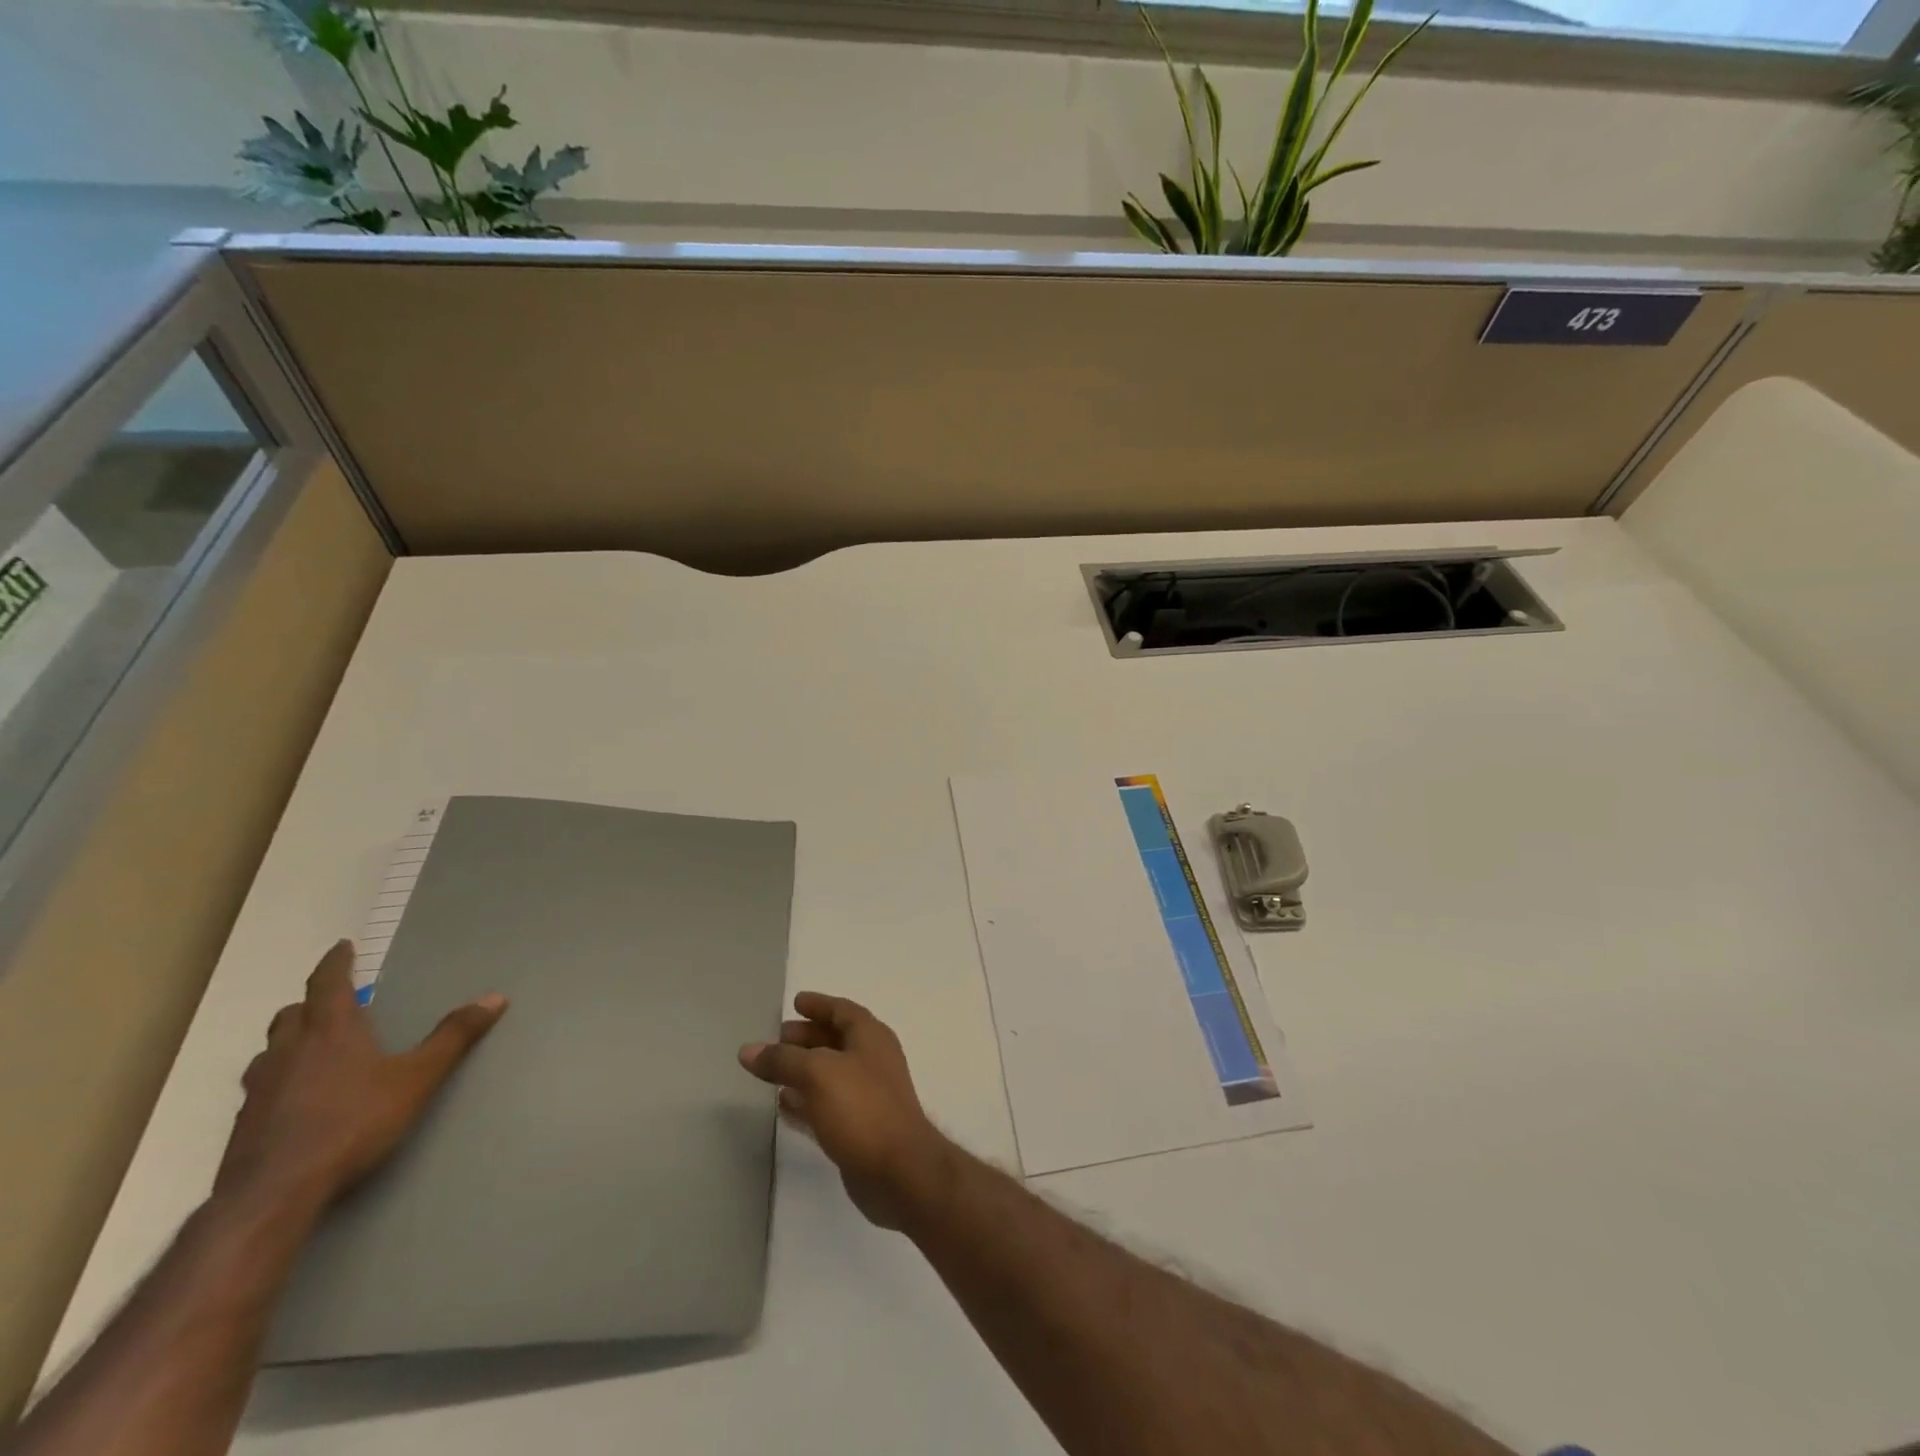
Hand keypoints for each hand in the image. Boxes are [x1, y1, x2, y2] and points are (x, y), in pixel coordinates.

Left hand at [214, 940, 506, 1215]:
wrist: (273, 1195)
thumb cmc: (352, 1123)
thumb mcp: (417, 1078)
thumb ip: (453, 1038)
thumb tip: (495, 998)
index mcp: (330, 1031)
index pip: (328, 983)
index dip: (335, 962)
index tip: (341, 947)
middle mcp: (289, 1050)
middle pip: (292, 1014)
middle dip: (312, 1002)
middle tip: (334, 1001)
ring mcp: (260, 1088)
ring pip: (271, 1049)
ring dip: (291, 1040)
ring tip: (312, 1048)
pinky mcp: (245, 1123)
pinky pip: (262, 1085)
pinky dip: (280, 1077)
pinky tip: (297, 1098)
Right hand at [739, 992, 954, 1229]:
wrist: (899, 1171)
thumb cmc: (862, 1108)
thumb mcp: (818, 1073)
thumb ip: (783, 1060)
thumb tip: (748, 1050)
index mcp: (870, 1037)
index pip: (842, 1010)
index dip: (819, 1004)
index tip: (795, 1002)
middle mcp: (871, 1061)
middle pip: (835, 1041)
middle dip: (806, 1037)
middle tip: (776, 1038)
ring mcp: (867, 1096)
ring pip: (829, 1074)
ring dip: (803, 1070)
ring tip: (771, 1071)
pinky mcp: (859, 1129)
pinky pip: (827, 1106)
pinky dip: (806, 1101)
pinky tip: (783, 1105)